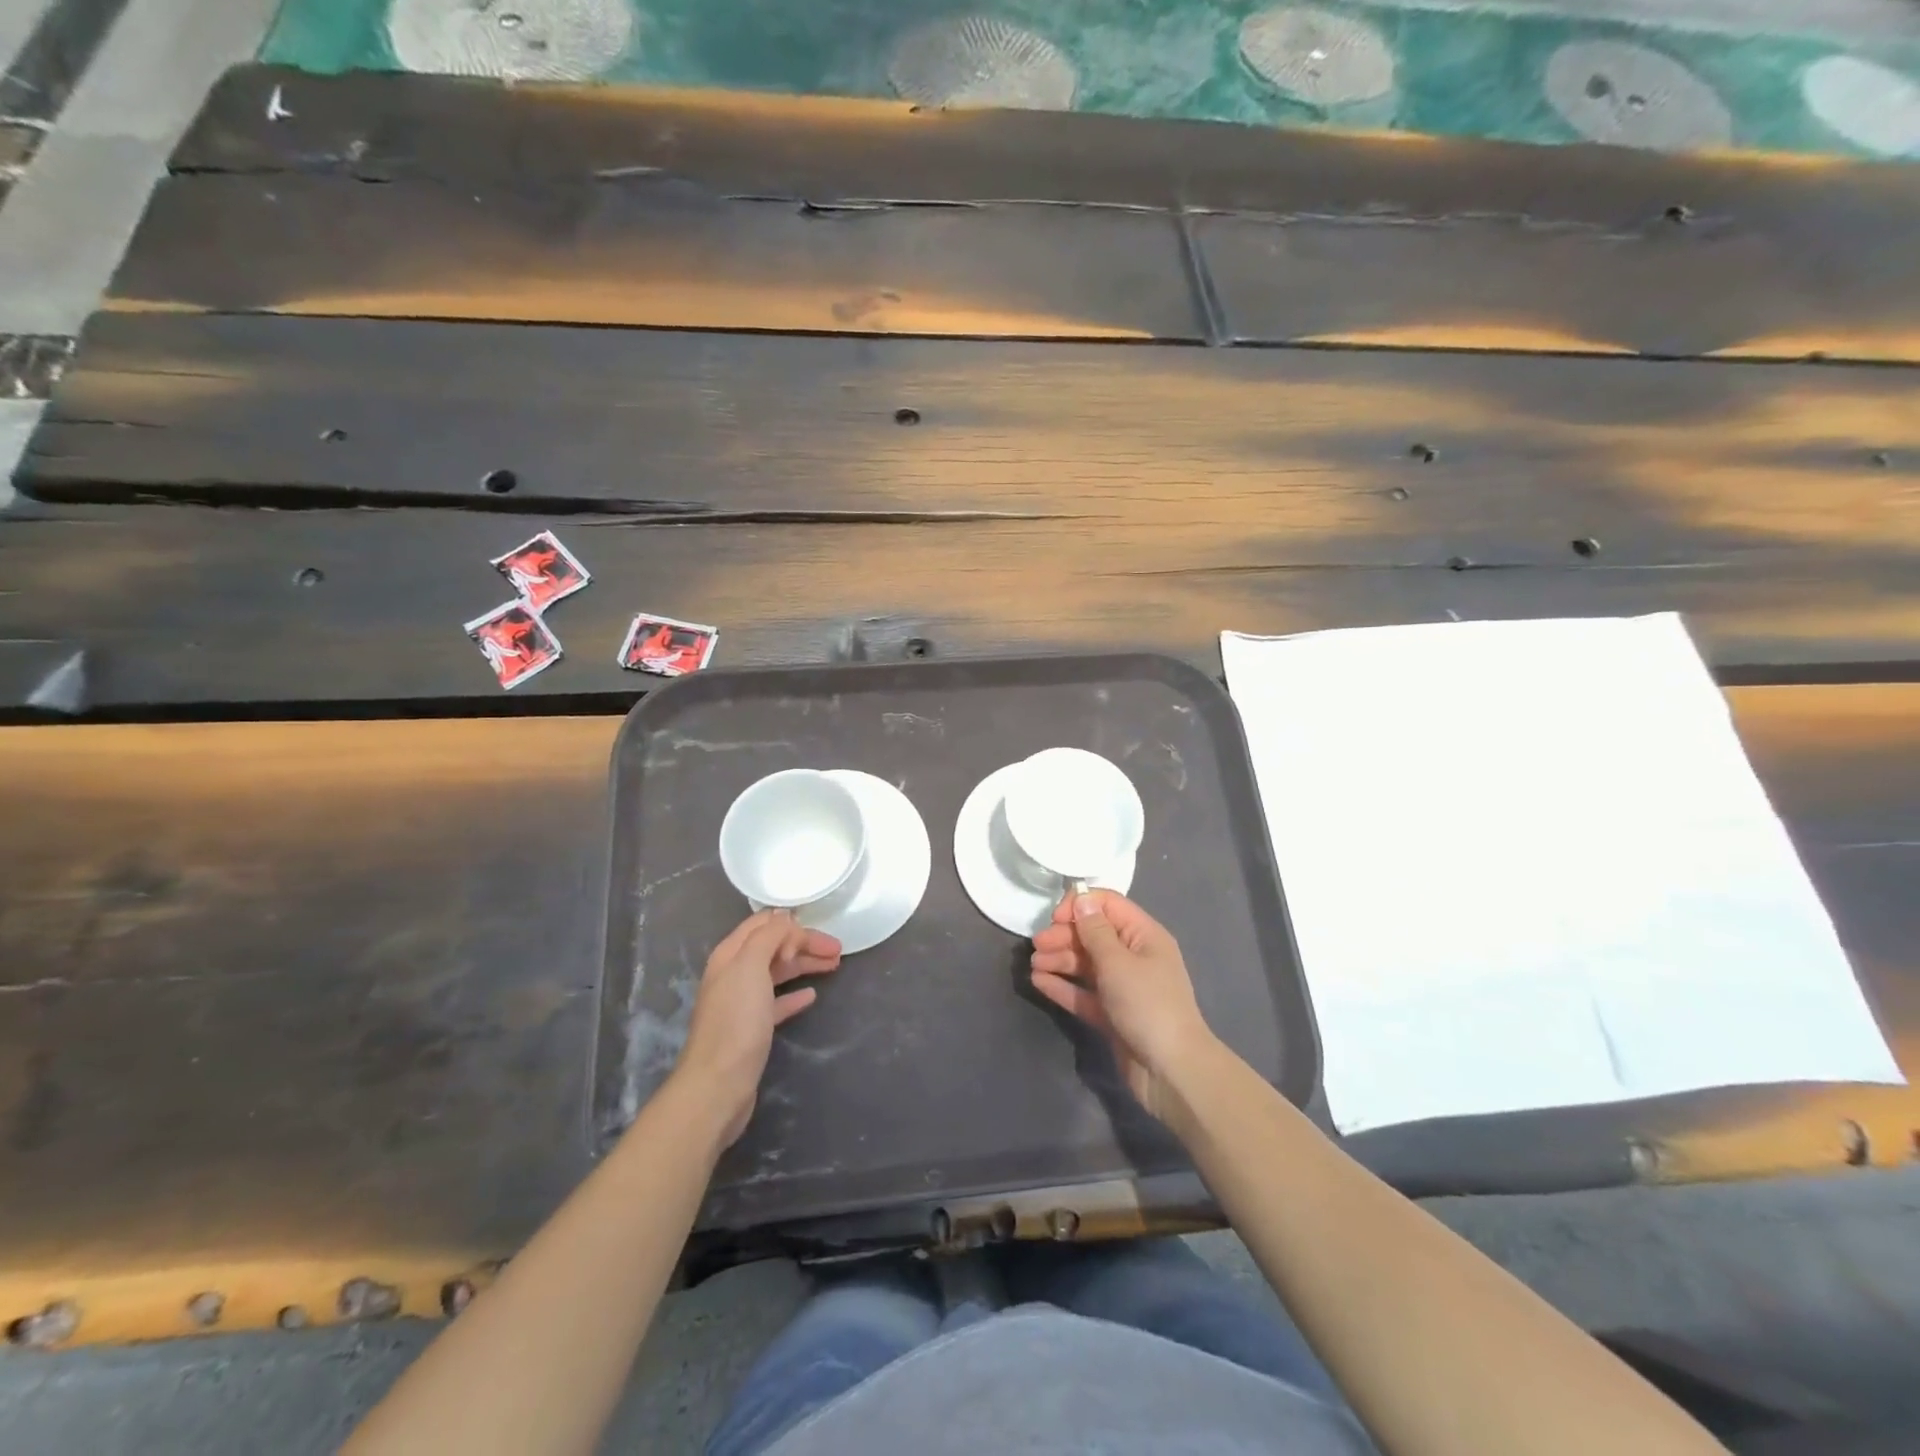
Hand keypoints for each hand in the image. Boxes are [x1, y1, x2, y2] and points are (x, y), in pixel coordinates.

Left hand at [675, 910, 840, 1146]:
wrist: (718, 1085)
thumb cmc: (736, 1021)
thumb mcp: (751, 966)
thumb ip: (769, 936)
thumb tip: (785, 918)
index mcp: (731, 954)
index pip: (764, 924)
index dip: (792, 924)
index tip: (820, 933)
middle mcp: (734, 973)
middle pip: (774, 947)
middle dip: (805, 944)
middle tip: (837, 950)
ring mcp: (742, 1002)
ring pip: (778, 972)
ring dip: (805, 965)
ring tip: (834, 965)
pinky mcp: (752, 1028)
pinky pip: (777, 1002)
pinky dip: (795, 994)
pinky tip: (811, 995)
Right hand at [1029, 891, 1217, 1122]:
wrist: (1171, 1070)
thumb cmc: (1147, 1005)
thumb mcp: (1118, 962)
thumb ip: (1095, 931)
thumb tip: (1082, 899)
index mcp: (1144, 935)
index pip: (1109, 906)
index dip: (1080, 906)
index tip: (1054, 918)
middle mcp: (1133, 956)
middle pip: (1093, 935)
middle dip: (1064, 936)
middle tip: (1037, 946)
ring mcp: (1122, 986)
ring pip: (1086, 964)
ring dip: (1059, 960)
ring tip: (1033, 964)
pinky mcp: (1111, 1013)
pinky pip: (1083, 992)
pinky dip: (1063, 985)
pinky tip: (1038, 982)